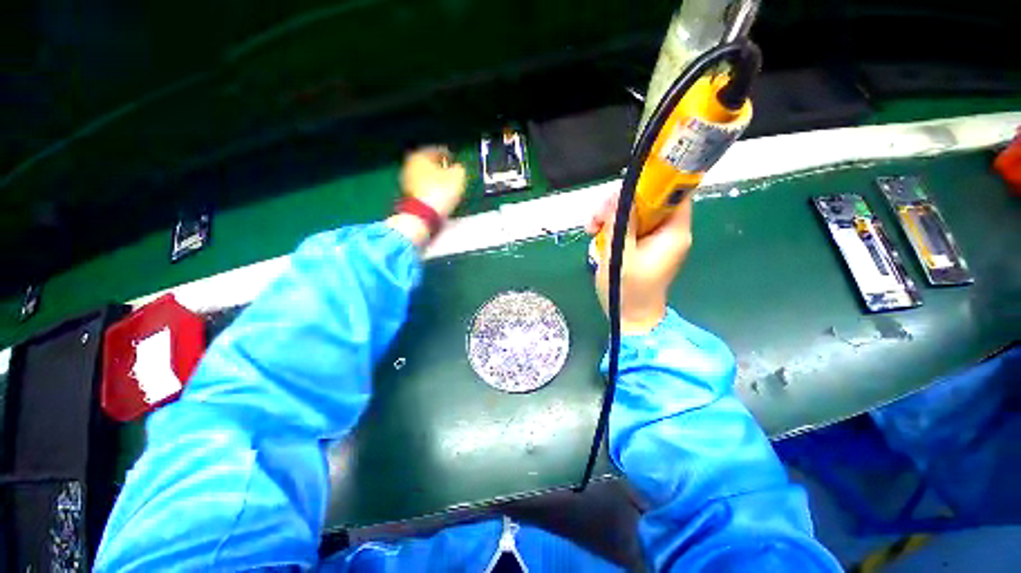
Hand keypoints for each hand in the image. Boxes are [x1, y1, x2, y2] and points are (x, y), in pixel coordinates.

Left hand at [400, 146, 466, 217]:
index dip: (448, 154)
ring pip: (425, 175)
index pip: (437, 150)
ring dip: (435, 178)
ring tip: (446, 184)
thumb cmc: (440, 190)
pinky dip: (430, 187)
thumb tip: (457, 168)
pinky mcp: (407, 194)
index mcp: (421, 155)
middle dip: (439, 167)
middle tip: (451, 172)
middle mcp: (410, 164)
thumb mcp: (457, 177)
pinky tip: (438, 193)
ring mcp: (406, 180)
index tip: (455, 160)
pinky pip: (422, 186)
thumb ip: (459, 169)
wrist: (422, 214)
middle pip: (428, 162)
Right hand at [587, 192, 692, 334]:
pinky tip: (596, 234)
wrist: (630, 316)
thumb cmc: (628, 291)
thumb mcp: (621, 256)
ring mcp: (653, 238)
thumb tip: (621, 196)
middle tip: (597, 217)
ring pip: (634, 211)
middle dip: (620, 203)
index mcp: (673, 233)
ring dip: (610, 215)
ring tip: (591, 229)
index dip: (652, 184)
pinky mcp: (641, 244)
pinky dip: (611, 226)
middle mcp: (667, 231)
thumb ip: (621, 225)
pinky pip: (627, 224)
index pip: (674, 194)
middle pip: (648, 200)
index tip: (624, 189)